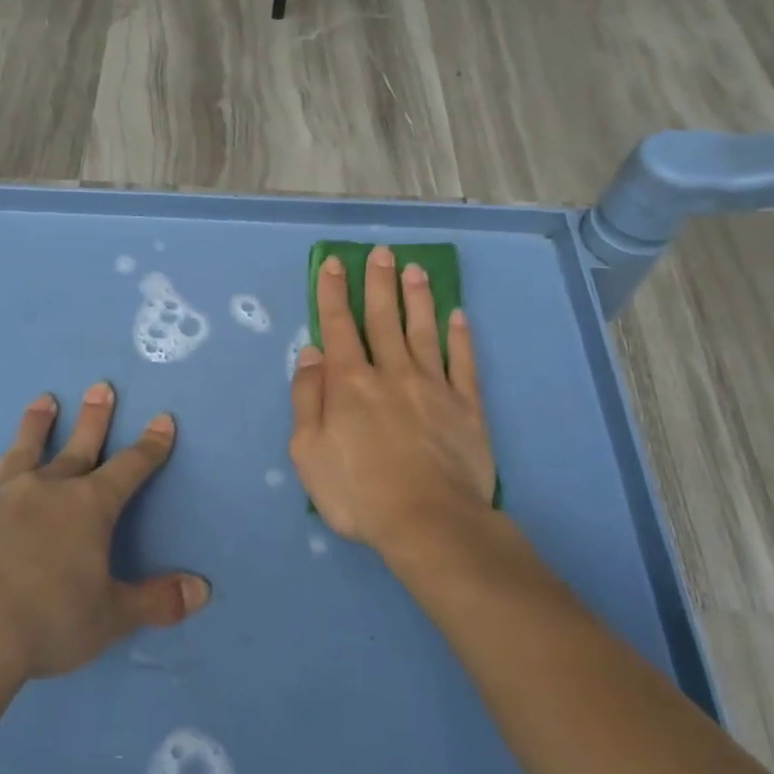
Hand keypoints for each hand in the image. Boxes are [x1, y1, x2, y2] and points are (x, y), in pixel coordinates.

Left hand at [0, 386, 210, 682]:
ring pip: (26, 450)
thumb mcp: (110, 617)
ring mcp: (4, 497)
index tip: (162, 419)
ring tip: (43, 400)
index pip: (130, 467)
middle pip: (79, 444)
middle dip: (95, 417)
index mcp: (90, 507)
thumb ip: (156, 601)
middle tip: (100, 386)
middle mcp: (49, 489)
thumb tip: (203, 590)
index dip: (150, 445)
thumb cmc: (46, 622)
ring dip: (37, 424)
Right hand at [290, 248, 496, 558]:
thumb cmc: (357, 491)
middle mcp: (391, 372)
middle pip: (383, 318)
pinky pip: (463, 362)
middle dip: (378, 282)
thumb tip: (311, 353)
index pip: (338, 326)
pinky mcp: (466, 406)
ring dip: (417, 298)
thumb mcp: (308, 451)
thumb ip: (307, 397)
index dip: (333, 292)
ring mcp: (433, 386)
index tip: (334, 263)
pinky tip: (458, 316)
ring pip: (423, 330)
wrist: (428, 521)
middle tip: (382, 252)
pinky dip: (460, 337)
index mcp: (349, 383)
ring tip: (416, 269)